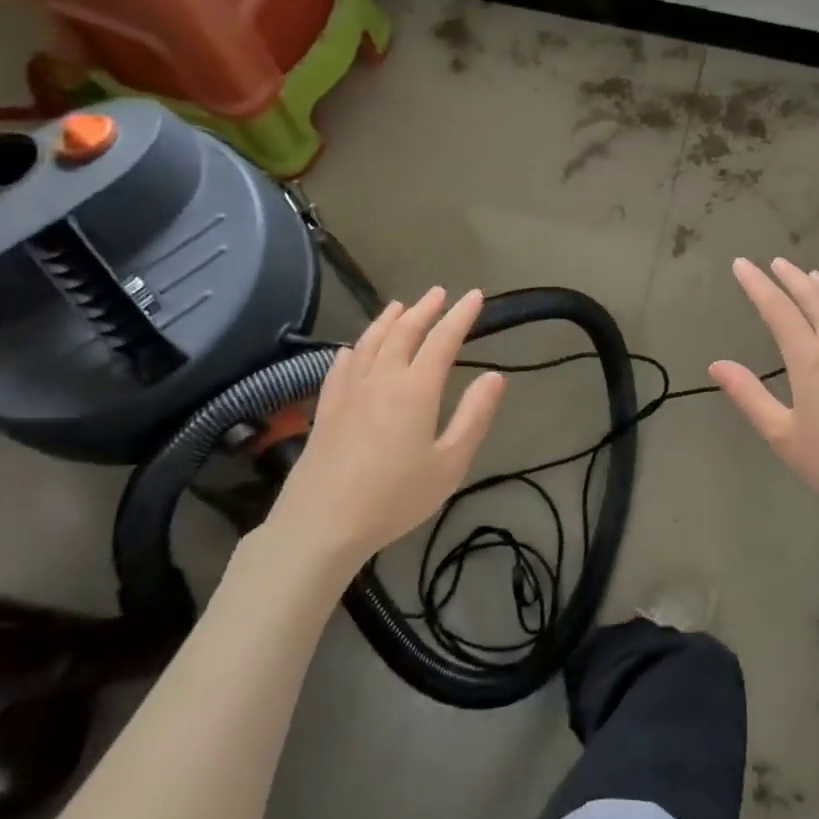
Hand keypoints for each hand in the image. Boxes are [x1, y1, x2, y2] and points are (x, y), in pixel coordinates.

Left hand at [269, 287, 505, 566]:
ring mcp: (348, 392)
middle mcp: (381, 379)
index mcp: (415, 389)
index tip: (475, 296)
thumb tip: (495, 377)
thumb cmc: (395, 497)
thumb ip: (474, 416)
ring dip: (388, 320)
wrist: (322, 524)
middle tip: (439, 293)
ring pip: (369, 342)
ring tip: (400, 305)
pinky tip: (353, 349)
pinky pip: (341, 367)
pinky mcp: (326, 409)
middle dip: (424, 309)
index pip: (442, 340)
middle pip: (403, 332)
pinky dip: (353, 350)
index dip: (460, 316)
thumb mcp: (449, 463)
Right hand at [710, 258, 818, 531]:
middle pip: (815, 301)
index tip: (742, 264)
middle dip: (793, 278)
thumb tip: (717, 365)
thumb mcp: (784, 437)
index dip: (757, 285)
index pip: (778, 311)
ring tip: (815, 275)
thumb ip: (750, 396)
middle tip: (778, 262)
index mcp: (810, 360)